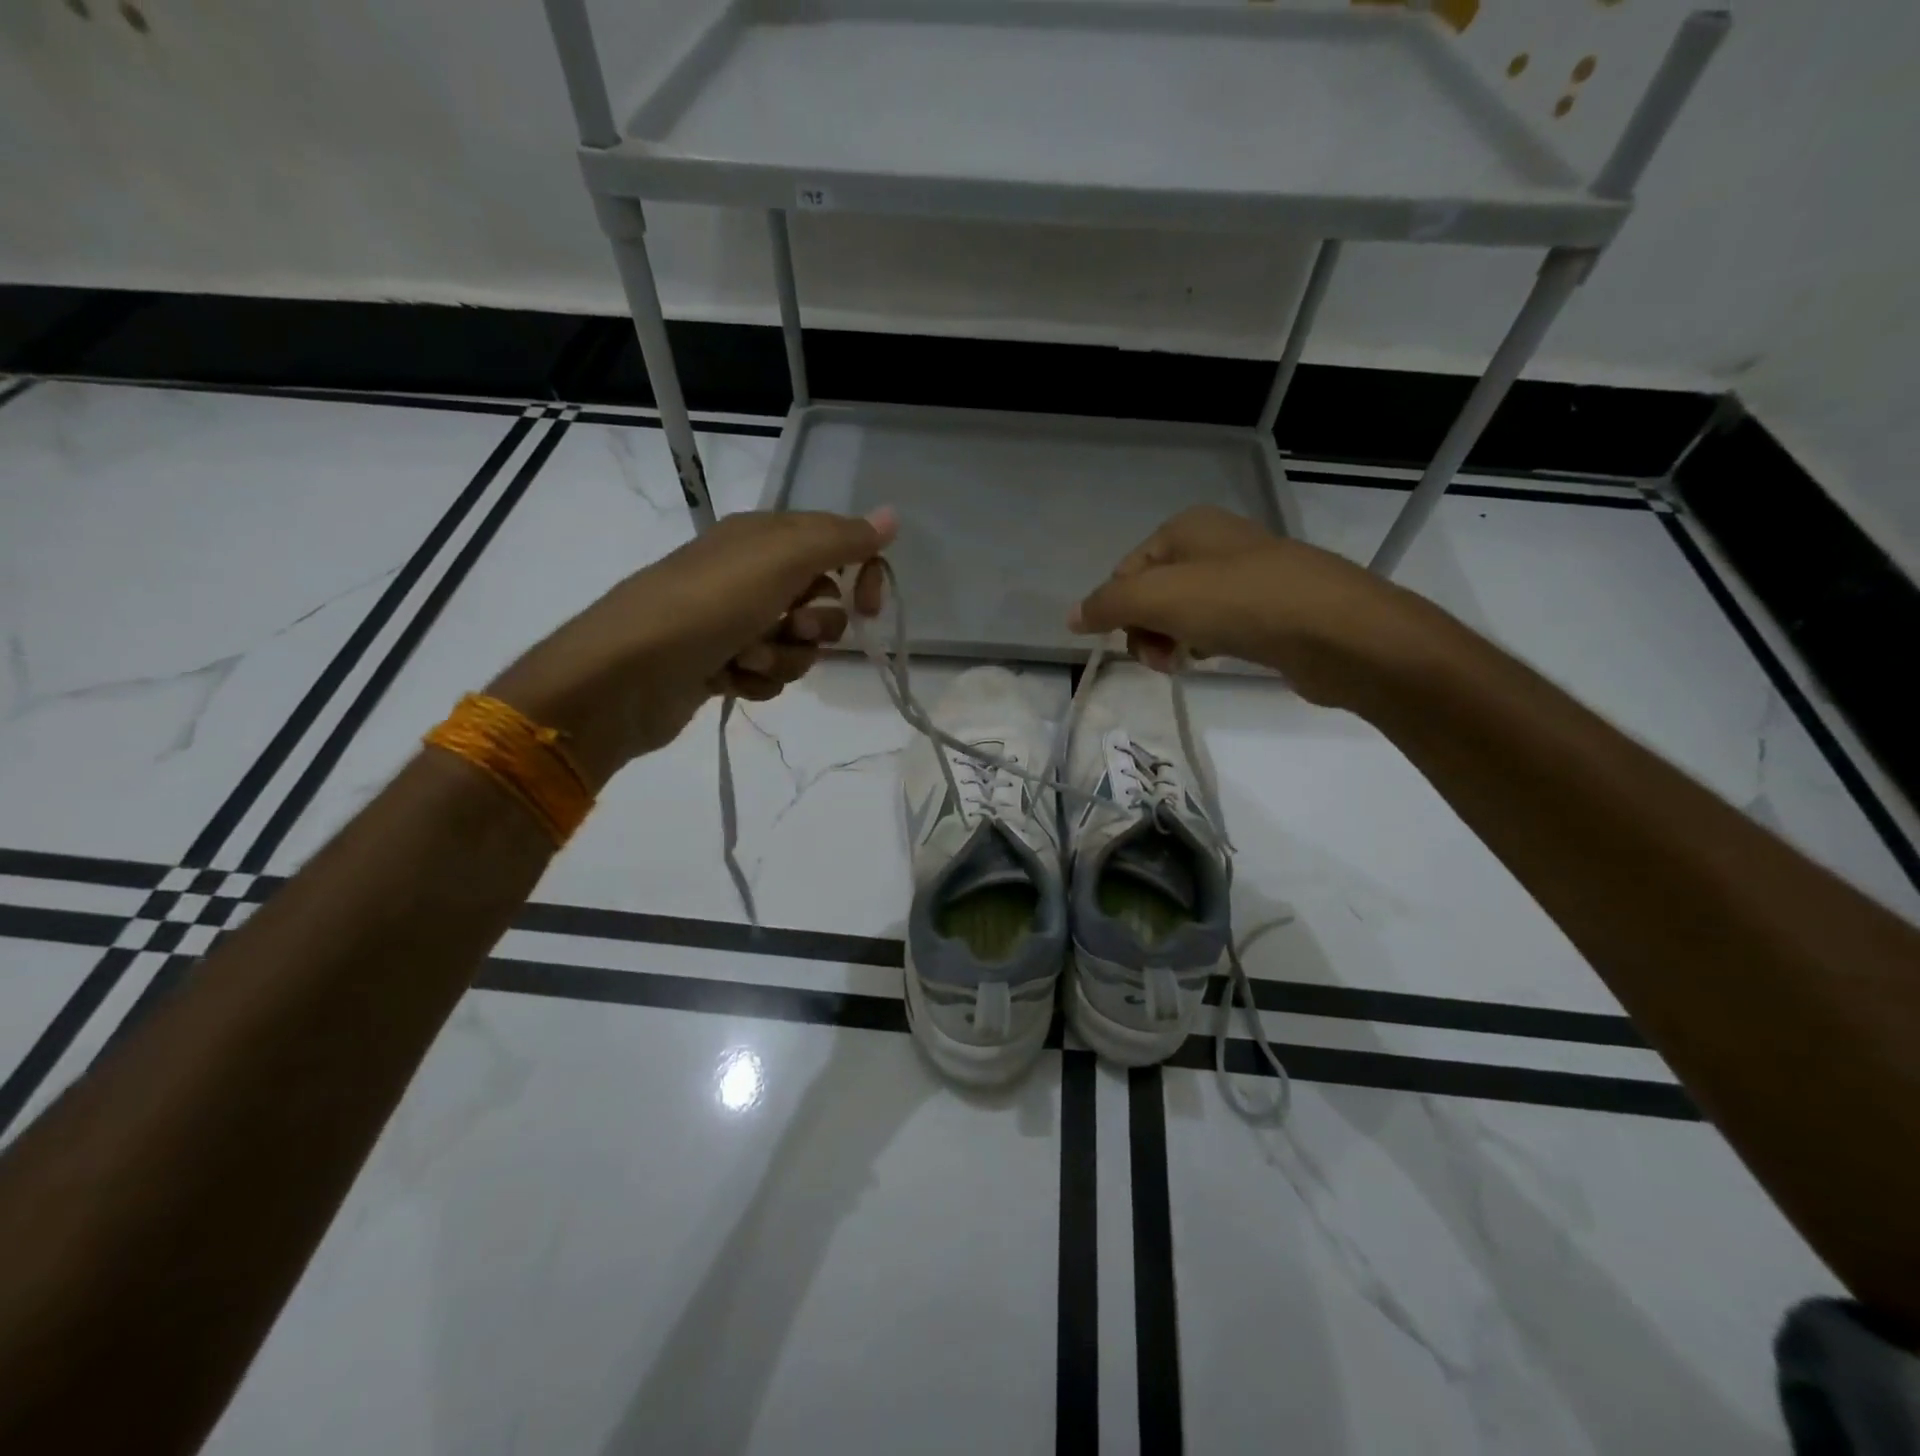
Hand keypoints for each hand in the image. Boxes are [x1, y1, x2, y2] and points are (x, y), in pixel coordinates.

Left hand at [488, 509, 895, 786]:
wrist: (626, 674)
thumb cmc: (708, 605)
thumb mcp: (781, 559)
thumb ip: (841, 538)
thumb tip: (892, 516)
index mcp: (763, 537)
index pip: (836, 545)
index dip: (861, 574)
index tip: (869, 607)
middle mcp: (750, 574)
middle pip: (821, 602)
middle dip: (815, 626)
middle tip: (790, 628)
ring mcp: (734, 622)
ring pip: (797, 646)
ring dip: (784, 658)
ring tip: (747, 660)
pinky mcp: (722, 664)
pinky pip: (769, 675)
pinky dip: (758, 681)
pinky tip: (730, 680)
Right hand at [1068, 505, 1434, 707]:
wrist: (1335, 632)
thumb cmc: (1238, 603)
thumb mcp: (1157, 596)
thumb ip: (1107, 604)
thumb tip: (1071, 617)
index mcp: (1187, 528)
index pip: (1126, 571)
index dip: (1117, 610)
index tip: (1127, 643)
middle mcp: (1215, 543)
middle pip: (1153, 593)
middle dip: (1145, 629)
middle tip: (1159, 659)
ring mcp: (1246, 576)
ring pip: (1183, 613)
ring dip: (1171, 641)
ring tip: (1186, 663)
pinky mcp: (1269, 610)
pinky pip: (1217, 627)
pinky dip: (1204, 645)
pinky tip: (1211, 660)